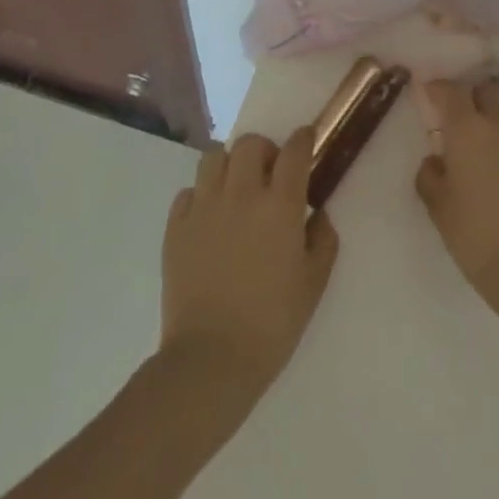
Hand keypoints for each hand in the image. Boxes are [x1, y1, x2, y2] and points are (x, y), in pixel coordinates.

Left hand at [159, 128, 338, 398]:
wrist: (211, 360)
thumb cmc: (272, 323)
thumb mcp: (314, 283)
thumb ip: (323, 239)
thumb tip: (317, 214)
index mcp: (280, 205)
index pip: (294, 151)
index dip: (303, 139)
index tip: (306, 141)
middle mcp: (242, 194)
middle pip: (250, 144)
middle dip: (264, 150)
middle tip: (269, 175)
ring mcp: (204, 207)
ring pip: (214, 156)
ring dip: (230, 165)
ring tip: (235, 189)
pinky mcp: (176, 227)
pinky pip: (188, 191)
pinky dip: (201, 195)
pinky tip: (209, 218)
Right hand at [413, 76, 498, 322]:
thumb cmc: (476, 237)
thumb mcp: (439, 209)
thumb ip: (430, 175)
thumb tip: (435, 159)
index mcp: (467, 131)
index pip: (451, 91)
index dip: (439, 87)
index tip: (431, 92)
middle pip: (488, 87)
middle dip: (474, 93)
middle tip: (467, 111)